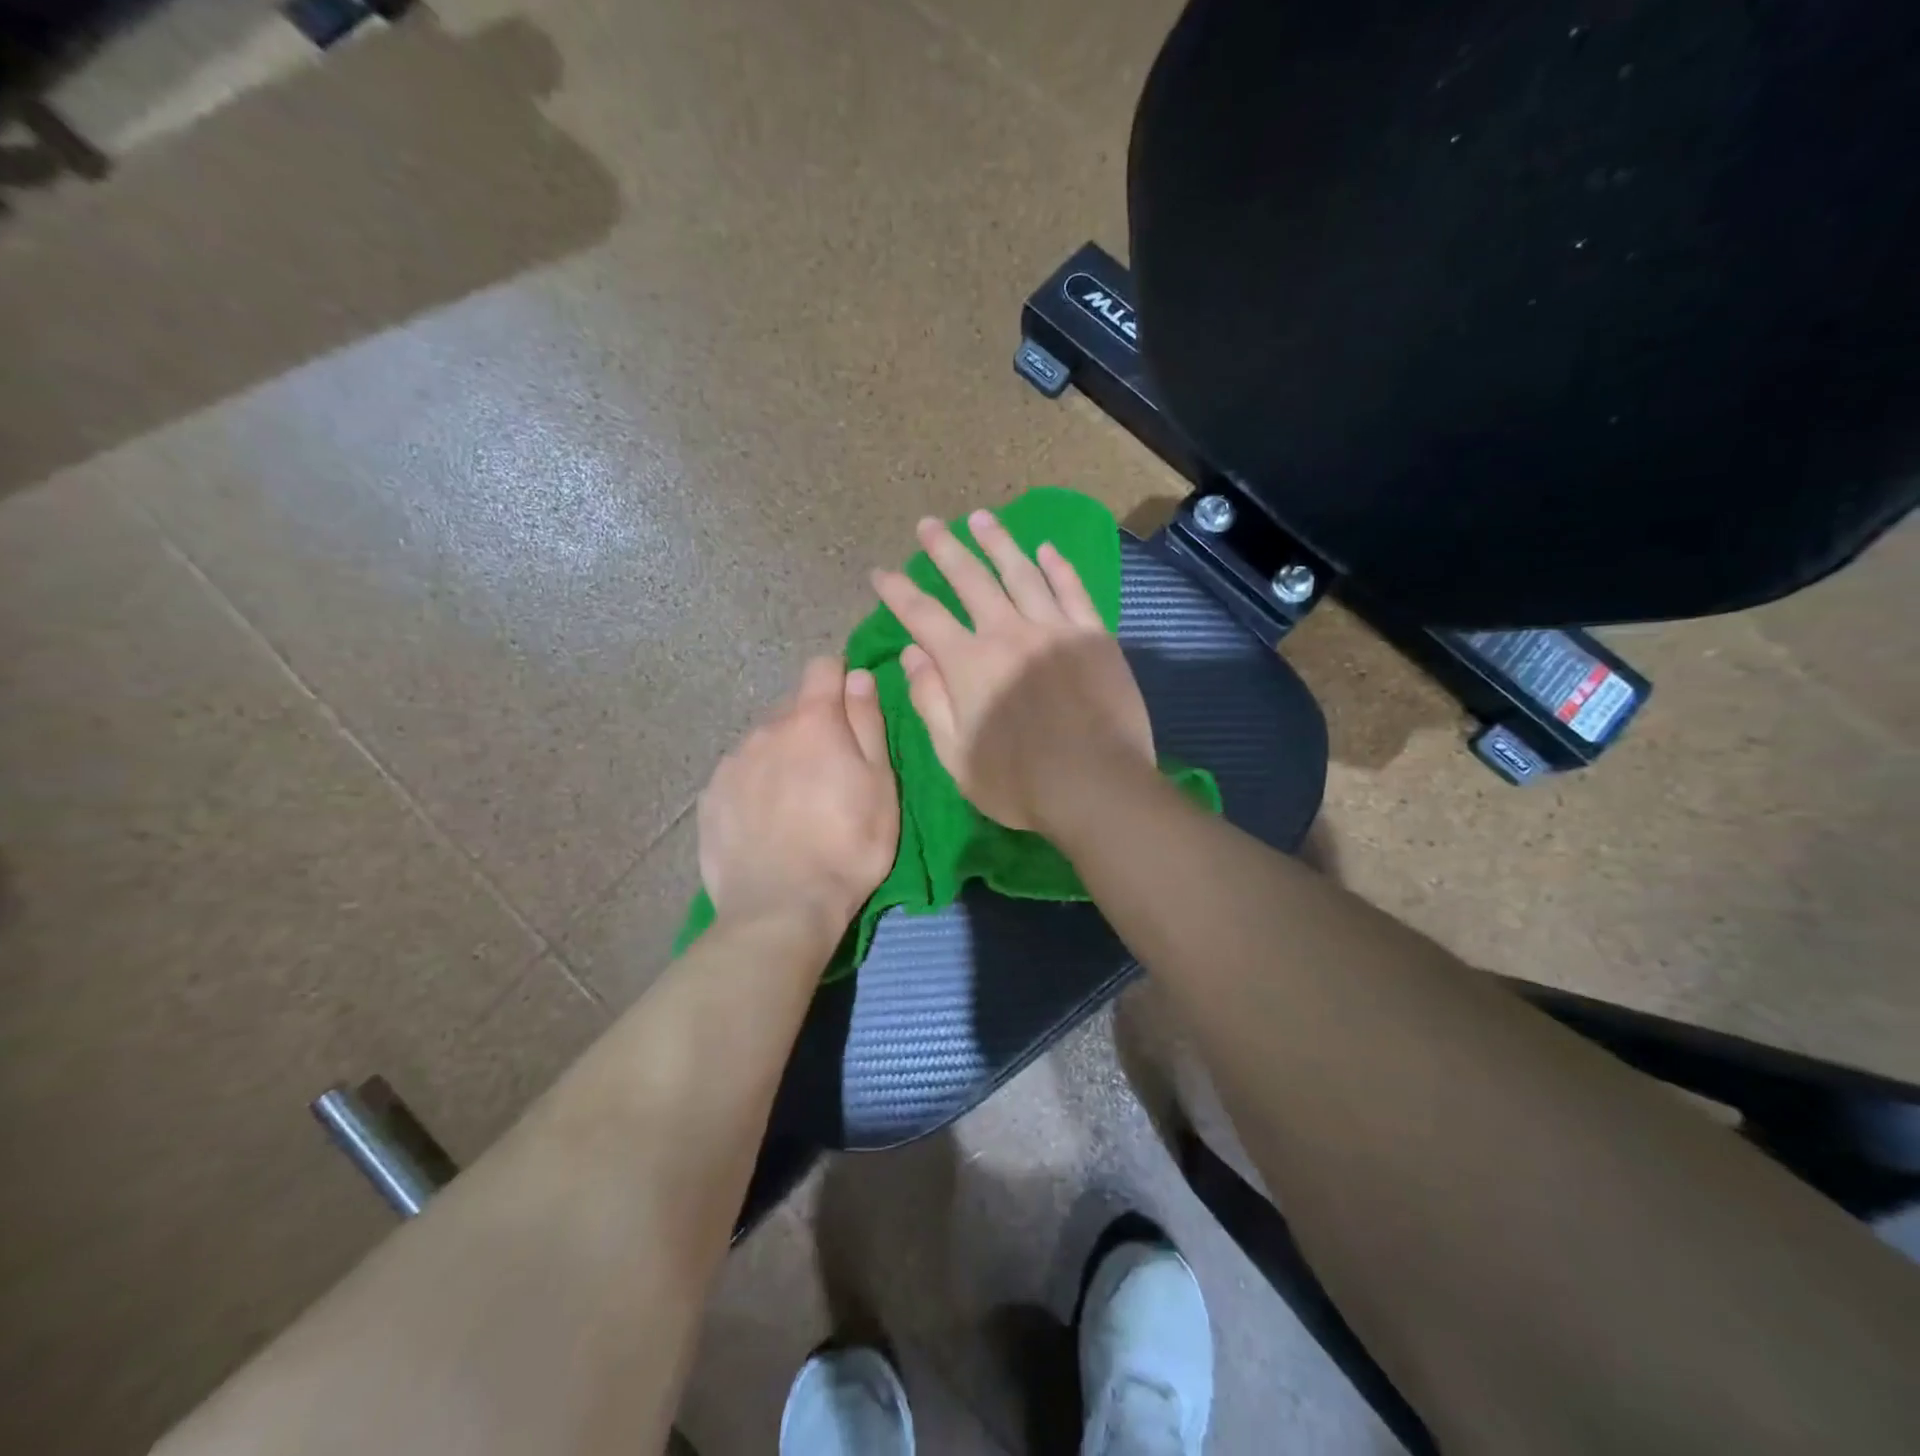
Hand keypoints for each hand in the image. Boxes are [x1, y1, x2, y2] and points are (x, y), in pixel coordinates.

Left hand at [697, 657, 898, 934]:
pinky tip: (765, 822)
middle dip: (813, 726)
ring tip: (796, 803)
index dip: (841, 681)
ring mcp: (732, 763)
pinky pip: (739, 774)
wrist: (781, 909)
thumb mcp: (880, 784)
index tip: (853, 711)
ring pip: (764, 741)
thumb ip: (868, 722)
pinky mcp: (709, 797)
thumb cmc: (848, 846)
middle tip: (831, 772)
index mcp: (812, 721)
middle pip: (793, 708)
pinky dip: (754, 785)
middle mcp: (766, 729)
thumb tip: (859, 675)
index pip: (823, 668)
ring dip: (782, 755)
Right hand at [870, 510, 1154, 831]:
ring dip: (998, 542)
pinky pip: (1072, 590)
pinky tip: (1046, 549)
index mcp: (968, 664)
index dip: (898, 591)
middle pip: (969, 579)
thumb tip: (912, 654)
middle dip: (944, 549)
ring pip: (1021, 572)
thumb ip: (930, 702)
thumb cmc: (1018, 784)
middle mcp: (1007, 633)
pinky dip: (1057, 567)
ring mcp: (1054, 629)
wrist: (1097, 788)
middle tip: (927, 524)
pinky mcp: (1093, 636)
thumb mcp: (955, 756)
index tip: (880, 572)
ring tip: (980, 518)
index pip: (922, 615)